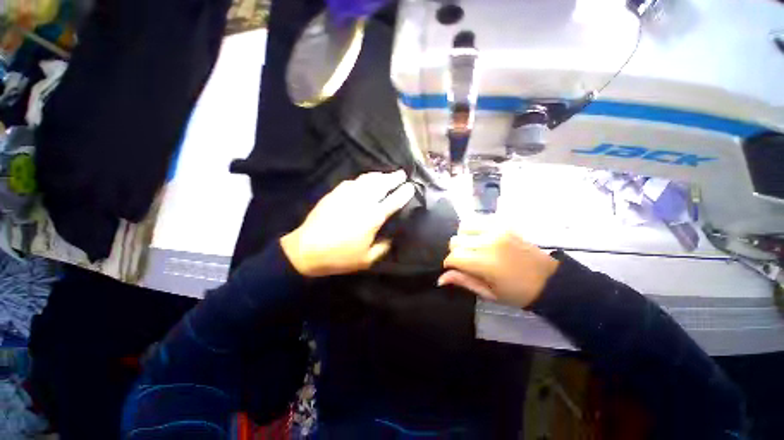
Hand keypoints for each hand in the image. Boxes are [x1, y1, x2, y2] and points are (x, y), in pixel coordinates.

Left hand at [281, 170, 414, 276]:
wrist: (306, 250)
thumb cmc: (339, 256)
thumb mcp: (366, 260)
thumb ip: (383, 248)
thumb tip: (391, 238)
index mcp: (373, 217)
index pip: (394, 200)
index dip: (404, 192)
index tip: (411, 186)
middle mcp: (363, 201)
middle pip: (382, 184)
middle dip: (394, 178)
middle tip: (402, 174)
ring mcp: (347, 194)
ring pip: (367, 179)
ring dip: (379, 175)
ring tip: (386, 175)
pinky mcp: (335, 193)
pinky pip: (353, 181)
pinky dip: (362, 179)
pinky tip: (364, 181)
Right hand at [439, 219, 559, 307]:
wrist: (549, 280)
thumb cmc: (518, 293)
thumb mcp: (489, 293)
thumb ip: (463, 282)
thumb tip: (440, 279)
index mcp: (486, 263)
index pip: (453, 257)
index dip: (450, 265)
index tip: (456, 270)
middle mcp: (489, 242)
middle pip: (455, 241)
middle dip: (456, 252)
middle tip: (467, 262)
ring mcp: (497, 230)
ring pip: (463, 227)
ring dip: (463, 238)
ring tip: (473, 248)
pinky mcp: (503, 223)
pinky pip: (478, 219)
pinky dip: (474, 228)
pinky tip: (480, 238)